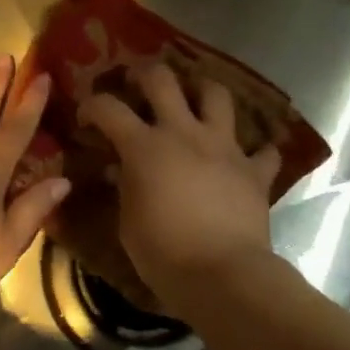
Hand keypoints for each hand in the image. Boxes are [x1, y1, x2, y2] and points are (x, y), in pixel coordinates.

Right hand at [79, 64, 281, 305]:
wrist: (223, 276)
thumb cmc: (163, 253)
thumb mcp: (128, 222)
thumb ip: (125, 188)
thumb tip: (120, 171)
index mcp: (144, 146)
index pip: (108, 108)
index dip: (92, 105)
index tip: (86, 117)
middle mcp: (184, 133)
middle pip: (163, 79)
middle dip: (145, 74)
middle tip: (138, 83)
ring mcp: (224, 147)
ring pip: (217, 95)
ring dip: (203, 91)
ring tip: (195, 100)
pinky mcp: (254, 170)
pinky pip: (263, 151)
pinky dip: (257, 151)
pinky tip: (249, 158)